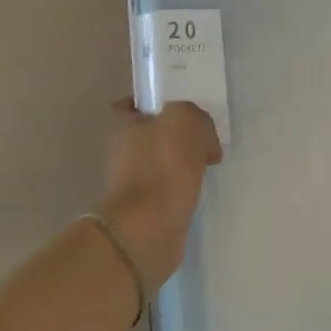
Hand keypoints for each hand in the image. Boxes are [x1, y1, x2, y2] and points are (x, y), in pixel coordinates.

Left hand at [97, 99, 222, 294]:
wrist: (150, 229)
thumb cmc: (162, 166)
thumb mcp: (185, 120)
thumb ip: (195, 115)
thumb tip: (203, 137)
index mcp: (123, 126)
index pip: (131, 105)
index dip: (152, 101)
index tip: (180, 105)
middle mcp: (122, 152)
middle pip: (151, 132)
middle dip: (176, 133)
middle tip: (204, 134)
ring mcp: (132, 182)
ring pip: (162, 160)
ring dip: (183, 160)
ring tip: (209, 161)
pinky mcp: (146, 209)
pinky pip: (169, 186)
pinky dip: (184, 185)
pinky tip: (201, 186)